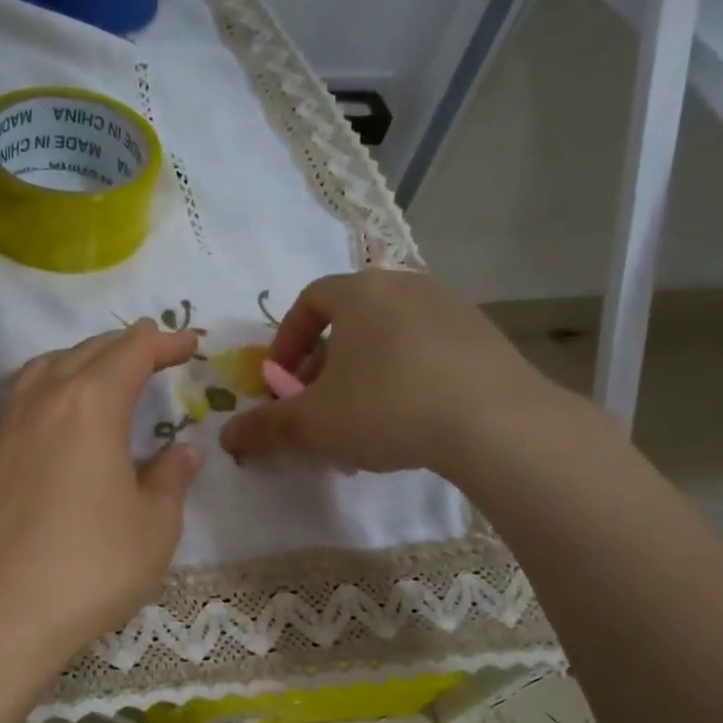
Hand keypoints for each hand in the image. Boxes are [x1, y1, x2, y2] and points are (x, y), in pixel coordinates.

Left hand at [0, 320, 203, 672]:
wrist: (0, 613)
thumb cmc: (91, 566)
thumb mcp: (154, 525)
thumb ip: (171, 478)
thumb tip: (184, 452)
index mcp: (90, 405)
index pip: (132, 353)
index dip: (165, 343)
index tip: (190, 344)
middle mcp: (42, 400)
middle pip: (86, 351)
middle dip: (125, 345)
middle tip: (155, 350)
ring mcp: (4, 427)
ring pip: (44, 369)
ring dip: (80, 359)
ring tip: (103, 372)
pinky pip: (19, 399)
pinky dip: (48, 389)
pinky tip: (57, 418)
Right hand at [220, 269, 577, 475]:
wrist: (496, 423)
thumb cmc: (387, 408)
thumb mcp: (312, 425)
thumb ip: (265, 428)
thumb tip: (227, 436)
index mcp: (360, 293)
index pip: (309, 301)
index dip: (286, 342)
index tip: (281, 381)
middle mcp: (405, 286)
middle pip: (349, 321)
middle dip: (323, 366)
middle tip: (318, 406)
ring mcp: (451, 308)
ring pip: (388, 339)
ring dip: (363, 375)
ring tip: (361, 422)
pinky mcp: (484, 337)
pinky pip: (426, 351)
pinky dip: (404, 378)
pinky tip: (409, 421)